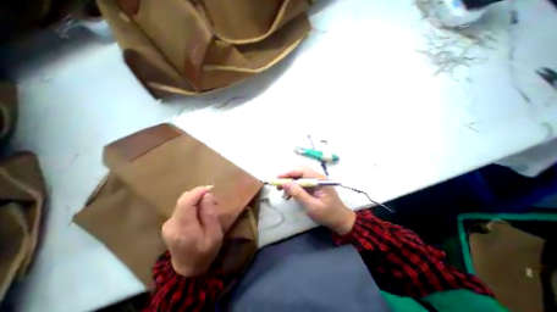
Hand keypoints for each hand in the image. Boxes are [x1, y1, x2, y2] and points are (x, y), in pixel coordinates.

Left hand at [161, 185, 221, 274]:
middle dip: (199, 194)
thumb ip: (210, 214)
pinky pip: (182, 207)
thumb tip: (207, 195)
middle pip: (183, 199)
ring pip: (183, 202)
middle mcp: (171, 224)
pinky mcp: (169, 224)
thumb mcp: (214, 234)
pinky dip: (193, 205)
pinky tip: (201, 212)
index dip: (198, 191)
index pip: (186, 201)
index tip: (212, 188)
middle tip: (214, 201)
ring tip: (209, 207)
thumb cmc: (205, 252)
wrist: (188, 269)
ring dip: (197, 199)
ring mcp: (168, 224)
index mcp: (183, 228)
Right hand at [279, 167, 356, 234]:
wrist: (340, 220)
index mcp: (319, 179)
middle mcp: (317, 177)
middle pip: (299, 172)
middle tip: (278, 186)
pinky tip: (290, 196)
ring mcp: (315, 182)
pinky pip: (301, 184)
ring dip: (290, 184)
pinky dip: (294, 188)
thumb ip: (298, 193)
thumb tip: (285, 183)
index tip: (277, 179)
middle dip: (287, 178)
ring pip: (299, 177)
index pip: (301, 170)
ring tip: (283, 194)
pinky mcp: (314, 187)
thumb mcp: (311, 206)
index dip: (288, 173)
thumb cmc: (327, 214)